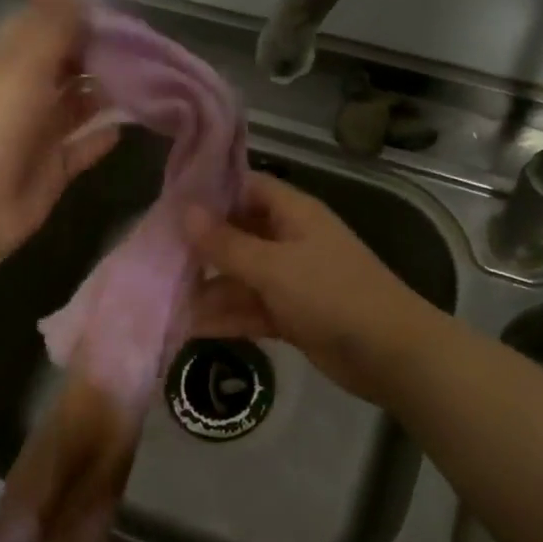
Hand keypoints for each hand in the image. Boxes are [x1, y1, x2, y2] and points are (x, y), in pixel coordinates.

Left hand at [0, 0, 118, 269]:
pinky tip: (126, 127)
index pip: (44, 30)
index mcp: (5, 63)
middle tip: (146, 51)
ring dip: (102, 94)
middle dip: (97, 56)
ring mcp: (34, 135)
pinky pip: (80, 148)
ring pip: (73, 106)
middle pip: (62, 67)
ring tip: (145, 83)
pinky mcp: (50, 171)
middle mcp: (19, 94)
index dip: (77, 19)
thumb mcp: (21, 61)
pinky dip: (100, 137)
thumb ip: (45, 20)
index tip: (121, 16)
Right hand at [184, 172, 442, 404]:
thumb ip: (227, 243)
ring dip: (207, 288)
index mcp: (293, 213)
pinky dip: (225, 317)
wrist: (390, 354)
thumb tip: (185, 211)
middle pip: (237, 234)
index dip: (209, 192)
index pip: (245, 187)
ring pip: (240, 277)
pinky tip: (188, 326)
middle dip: (200, 247)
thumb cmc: (332, 294)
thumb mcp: (274, 267)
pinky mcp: (290, 315)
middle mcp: (289, 240)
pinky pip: (250, 309)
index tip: (167, 202)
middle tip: (152, 255)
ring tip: (161, 298)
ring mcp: (290, 280)